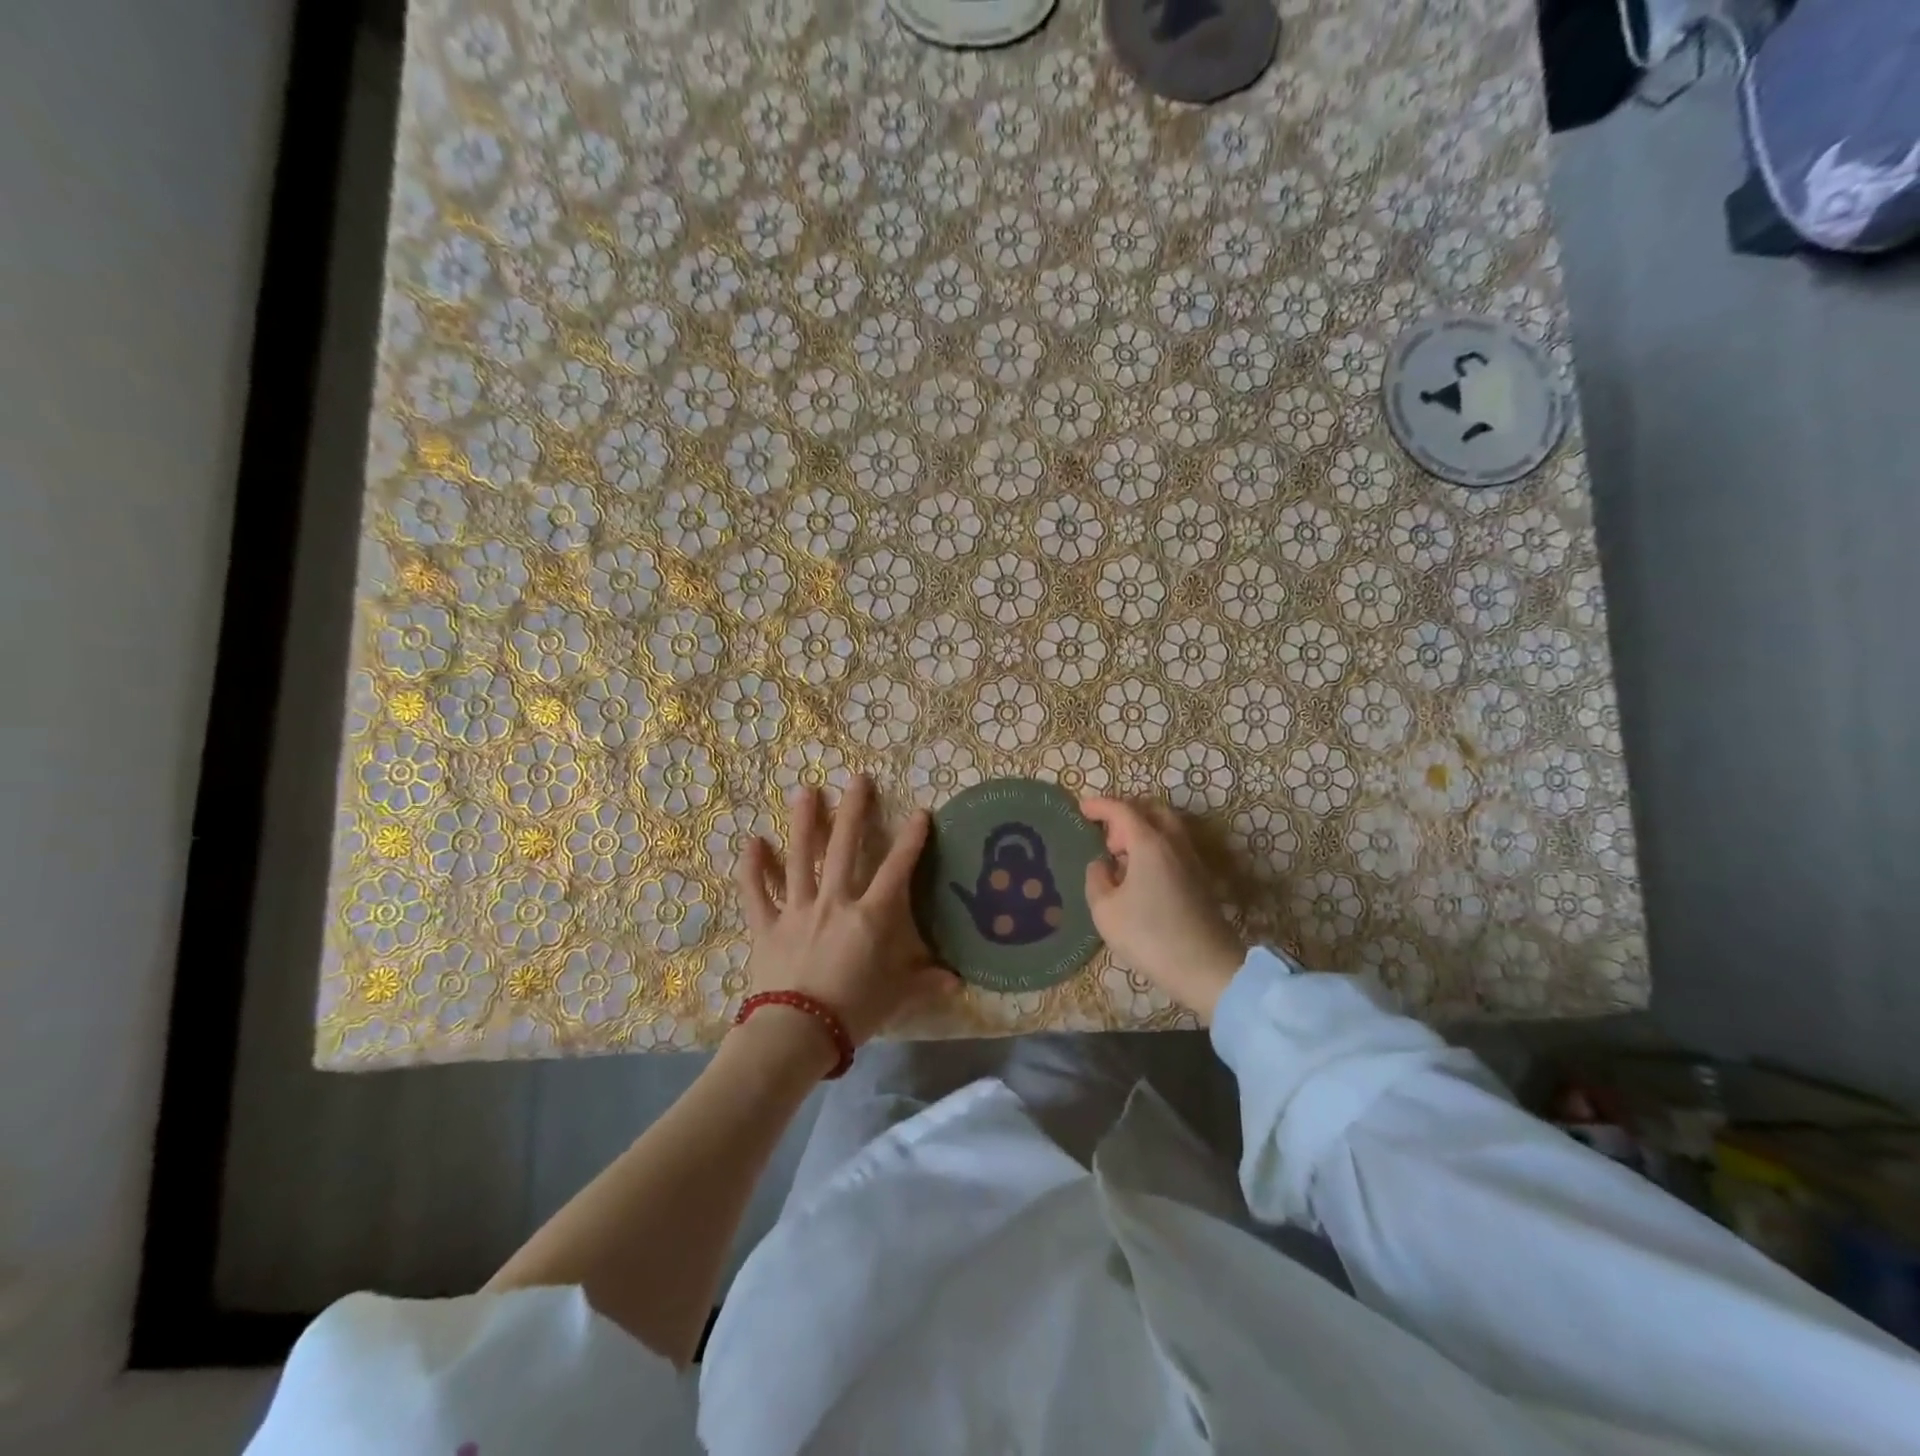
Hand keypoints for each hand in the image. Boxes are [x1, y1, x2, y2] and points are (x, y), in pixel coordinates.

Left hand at [735, 776, 952, 1047]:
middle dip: (853, 811)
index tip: (920, 812)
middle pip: (844, 847)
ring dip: (803, 822)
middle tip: (857, 779)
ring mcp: (797, 909)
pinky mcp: (766, 925)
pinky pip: (756, 892)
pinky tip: (752, 841)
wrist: (795, 1034)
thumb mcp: (896, 998)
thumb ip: (925, 983)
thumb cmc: (852, 1013)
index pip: (896, 869)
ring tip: (806, 791)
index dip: (911, 840)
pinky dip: (753, 868)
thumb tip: (958, 982)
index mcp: (870, 917)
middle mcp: (834, 901)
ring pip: (800, 857)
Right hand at [1080, 797, 1245, 1022]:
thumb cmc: (1149, 936)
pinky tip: (1139, 875)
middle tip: (1105, 834)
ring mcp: (1191, 861)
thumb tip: (1101, 864)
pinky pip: (1173, 848)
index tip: (1081, 807)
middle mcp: (1173, 844)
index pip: (1122, 810)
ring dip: (1141, 831)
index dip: (1100, 805)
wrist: (1206, 968)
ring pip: (1166, 829)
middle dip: (1126, 813)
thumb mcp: (1105, 910)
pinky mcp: (1199, 880)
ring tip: (1119, 856)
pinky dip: (1153, 848)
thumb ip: (1096, 879)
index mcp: (1149, 843)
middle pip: (1151, 810)